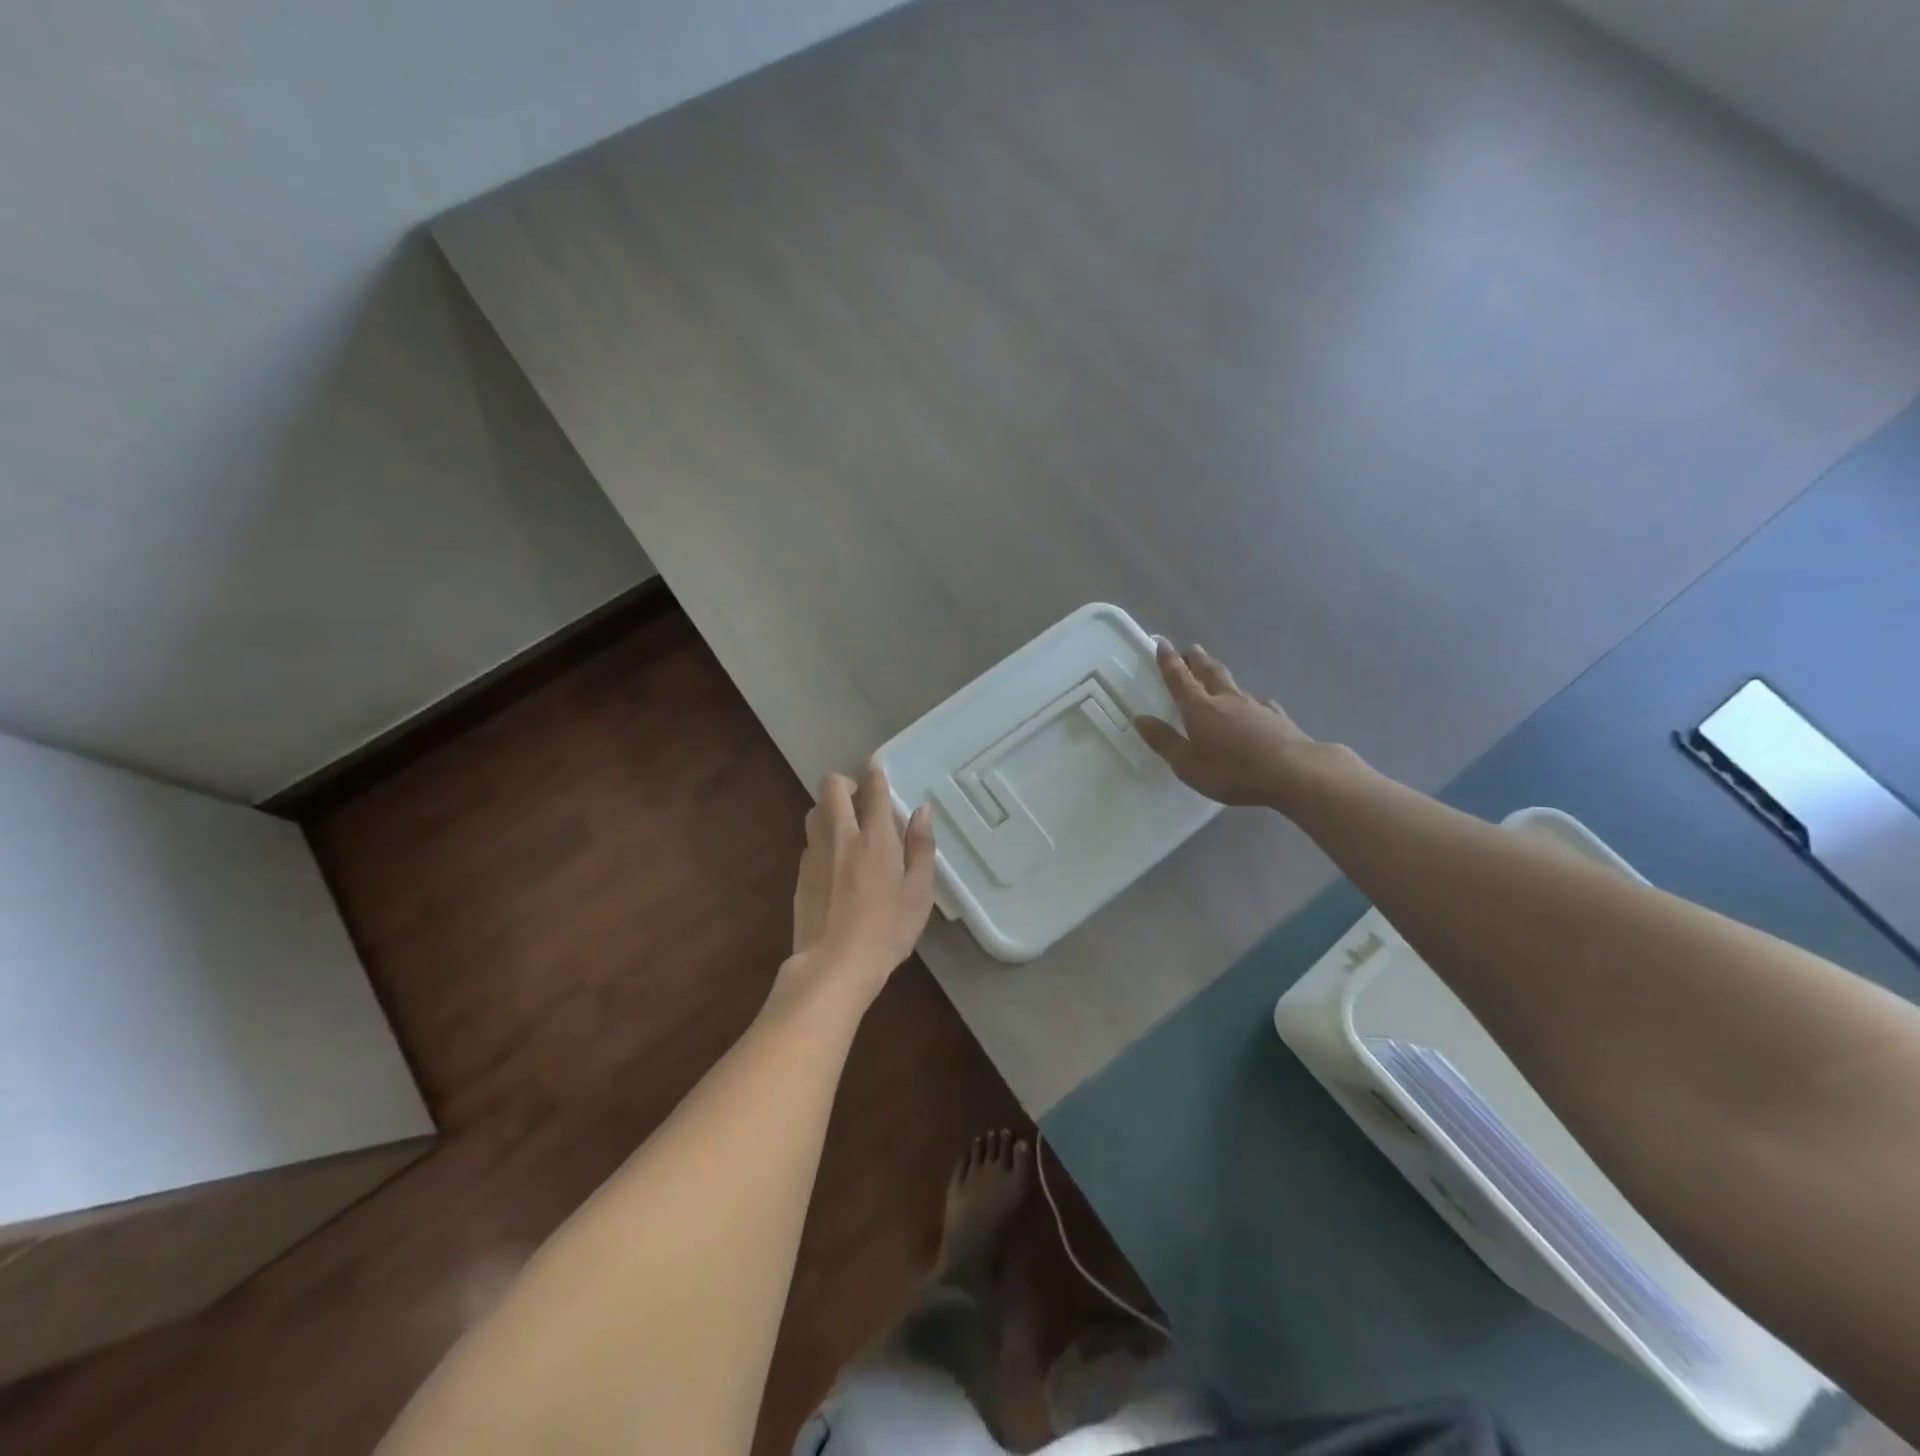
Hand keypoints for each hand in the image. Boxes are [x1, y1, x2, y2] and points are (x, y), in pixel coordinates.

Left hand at [788, 761, 936, 1005]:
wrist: (834, 965)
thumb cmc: (887, 930)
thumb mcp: (919, 892)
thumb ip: (921, 847)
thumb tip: (922, 811)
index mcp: (875, 838)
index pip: (872, 790)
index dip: (874, 772)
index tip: (876, 766)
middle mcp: (841, 836)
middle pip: (831, 788)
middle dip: (845, 782)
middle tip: (861, 799)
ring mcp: (815, 854)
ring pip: (815, 811)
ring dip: (830, 808)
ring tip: (848, 826)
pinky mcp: (801, 874)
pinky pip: (810, 840)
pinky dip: (822, 837)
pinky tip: (835, 860)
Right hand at [1134, 640, 1316, 807]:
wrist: (1294, 773)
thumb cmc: (1232, 771)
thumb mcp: (1188, 764)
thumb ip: (1164, 741)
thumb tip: (1140, 719)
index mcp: (1200, 708)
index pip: (1179, 679)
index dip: (1168, 661)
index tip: (1162, 643)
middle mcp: (1226, 699)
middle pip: (1209, 672)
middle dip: (1197, 660)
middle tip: (1190, 649)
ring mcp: (1255, 706)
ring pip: (1234, 683)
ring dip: (1221, 674)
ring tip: (1215, 670)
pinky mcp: (1277, 718)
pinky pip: (1259, 702)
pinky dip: (1250, 699)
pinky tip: (1256, 703)